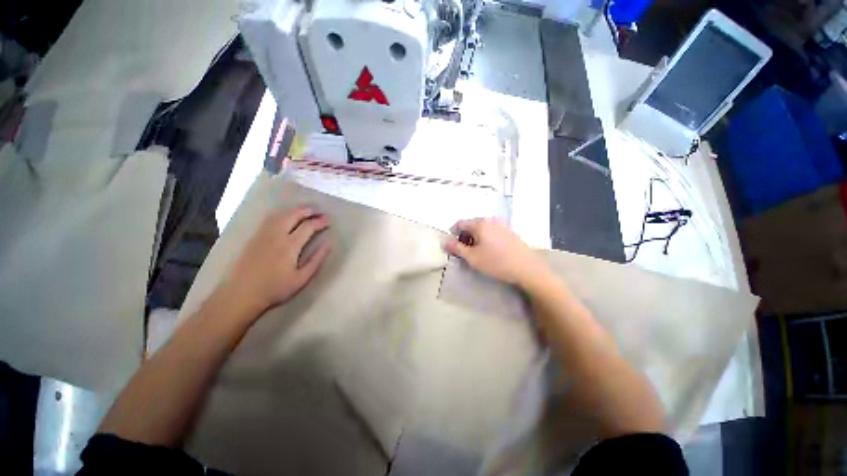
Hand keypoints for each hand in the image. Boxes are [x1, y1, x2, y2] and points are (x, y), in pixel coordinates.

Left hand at [223, 206, 330, 316]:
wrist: (241, 294)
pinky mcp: (254, 236)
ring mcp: (263, 234)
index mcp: (290, 246)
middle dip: (308, 211)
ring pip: (281, 214)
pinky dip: (282, 213)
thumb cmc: (275, 289)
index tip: (328, 221)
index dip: (320, 222)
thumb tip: (328, 243)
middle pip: (294, 215)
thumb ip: (316, 259)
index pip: (308, 226)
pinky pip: (270, 218)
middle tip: (319, 211)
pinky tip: (287, 215)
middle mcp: (276, 235)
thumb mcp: (302, 278)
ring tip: (306, 210)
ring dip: (295, 209)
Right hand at [445, 218, 549, 287]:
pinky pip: (491, 231)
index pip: (459, 223)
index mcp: (480, 223)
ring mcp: (501, 225)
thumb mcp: (472, 257)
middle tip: (465, 252)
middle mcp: (490, 220)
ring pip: (481, 228)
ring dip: (475, 238)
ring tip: (477, 253)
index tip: (454, 248)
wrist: (526, 268)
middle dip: (464, 237)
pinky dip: (485, 239)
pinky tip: (491, 252)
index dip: (453, 235)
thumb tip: (445, 242)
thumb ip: (456, 248)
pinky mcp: (509, 231)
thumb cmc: (496, 262)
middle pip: (470, 225)